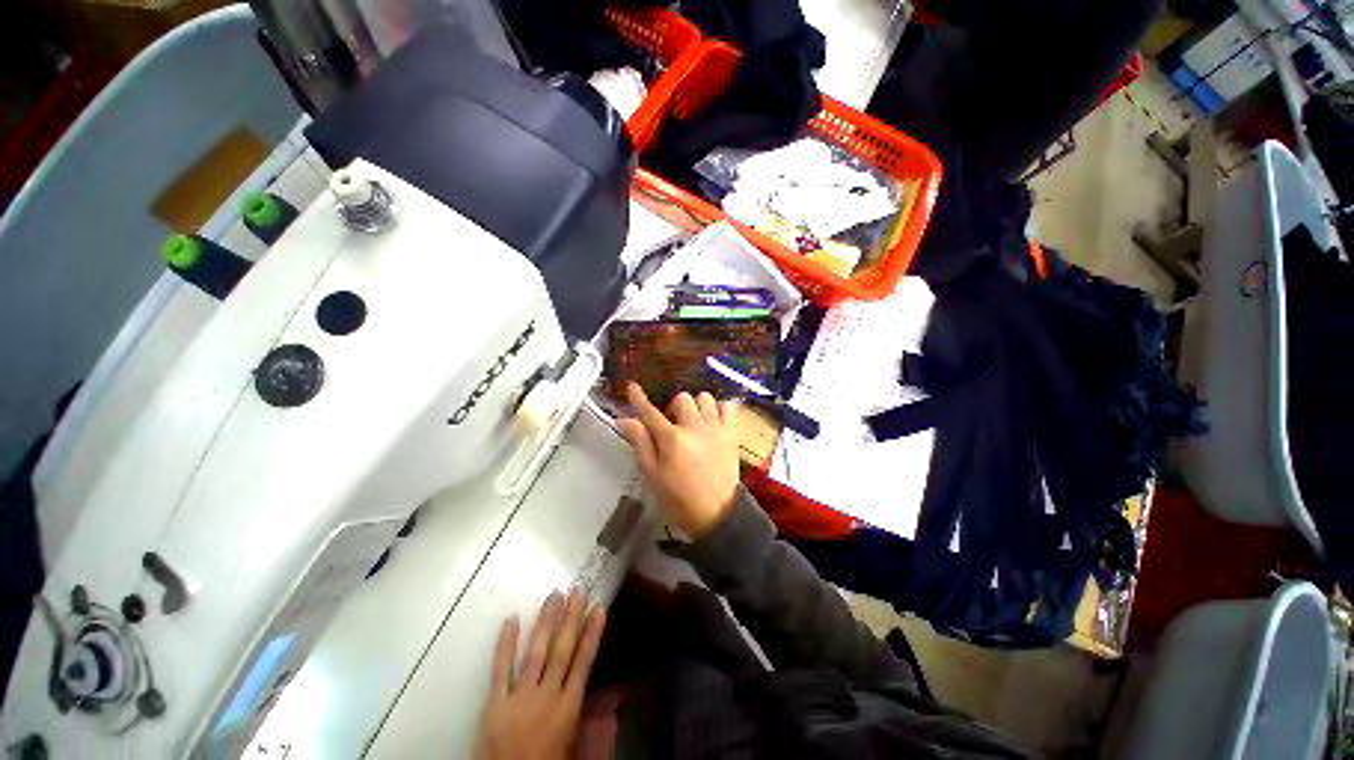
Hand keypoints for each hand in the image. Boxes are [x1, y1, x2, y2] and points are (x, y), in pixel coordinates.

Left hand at [478, 589, 606, 759]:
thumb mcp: (575, 746)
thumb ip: (593, 719)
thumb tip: (617, 693)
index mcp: (568, 708)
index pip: (583, 663)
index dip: (592, 634)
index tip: (599, 609)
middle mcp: (547, 696)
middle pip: (562, 651)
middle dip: (571, 618)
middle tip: (578, 590)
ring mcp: (519, 698)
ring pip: (537, 652)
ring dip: (547, 622)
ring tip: (555, 595)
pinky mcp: (494, 704)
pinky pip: (500, 670)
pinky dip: (506, 644)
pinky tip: (512, 619)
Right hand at [617, 382, 739, 539]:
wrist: (718, 515)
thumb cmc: (679, 500)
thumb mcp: (653, 475)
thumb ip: (641, 443)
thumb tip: (625, 419)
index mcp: (672, 439)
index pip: (650, 412)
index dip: (639, 398)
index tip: (632, 386)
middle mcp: (694, 427)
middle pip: (681, 399)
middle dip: (673, 407)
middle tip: (672, 423)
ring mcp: (715, 428)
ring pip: (704, 398)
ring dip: (696, 405)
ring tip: (694, 420)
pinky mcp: (731, 433)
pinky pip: (728, 406)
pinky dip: (719, 408)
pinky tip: (713, 419)